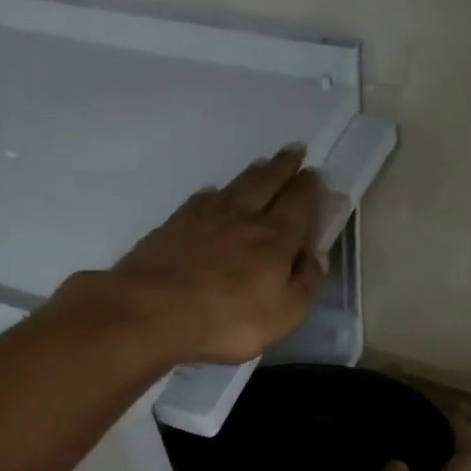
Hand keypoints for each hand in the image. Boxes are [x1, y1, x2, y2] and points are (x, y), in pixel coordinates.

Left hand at [99, 145, 326, 365]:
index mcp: (275, 238)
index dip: (309, 187)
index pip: (299, 203)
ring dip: (253, 173)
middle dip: (284, 166)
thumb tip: (317, 256)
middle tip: (294, 151)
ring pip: (236, 186)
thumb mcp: (284, 314)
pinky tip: (213, 193)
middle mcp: (243, 218)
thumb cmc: (228, 319)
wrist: (153, 310)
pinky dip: (214, 193)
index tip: (315, 173)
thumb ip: (305, 283)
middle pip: (268, 183)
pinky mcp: (174, 225)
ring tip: (262, 164)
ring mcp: (205, 218)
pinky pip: (201, 200)